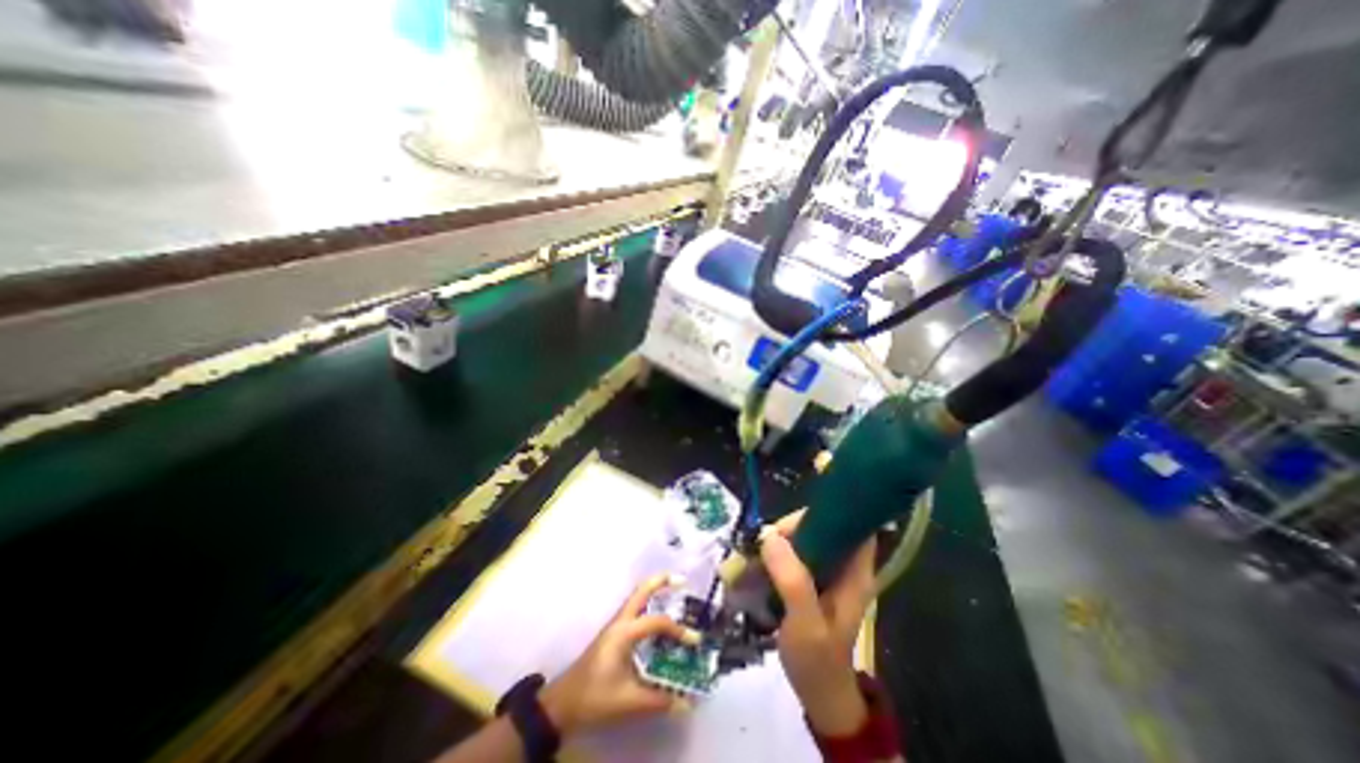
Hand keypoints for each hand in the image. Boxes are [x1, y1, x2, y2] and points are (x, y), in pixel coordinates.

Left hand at [536, 572, 694, 733]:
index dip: (677, 630)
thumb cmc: (594, 697)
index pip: (656, 622)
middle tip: (682, 580)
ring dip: (655, 590)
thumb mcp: (627, 701)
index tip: (695, 641)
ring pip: (637, 598)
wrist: (563, 704)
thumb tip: (686, 703)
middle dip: (661, 581)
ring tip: (674, 590)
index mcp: (623, 632)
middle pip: (641, 591)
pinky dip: (649, 605)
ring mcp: (615, 626)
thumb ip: (658, 700)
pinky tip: (658, 617)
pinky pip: (635, 610)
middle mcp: (620, 622)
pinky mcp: (614, 634)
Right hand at [762, 511, 875, 736]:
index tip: (793, 525)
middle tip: (765, 544)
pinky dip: (773, 553)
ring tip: (753, 556)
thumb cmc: (817, 660)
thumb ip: (792, 580)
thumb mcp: (806, 624)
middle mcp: (843, 565)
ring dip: (778, 541)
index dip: (826, 514)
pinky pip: (791, 553)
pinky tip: (756, 564)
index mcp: (855, 572)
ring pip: (803, 538)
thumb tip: (769, 536)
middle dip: (791, 529)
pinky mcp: (809, 577)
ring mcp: (826, 571)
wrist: (818, 691)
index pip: (852, 524)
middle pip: (820, 526)